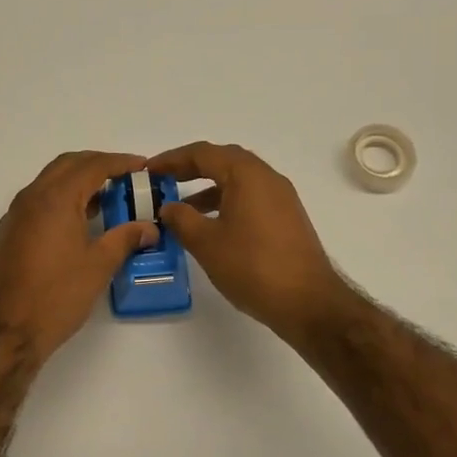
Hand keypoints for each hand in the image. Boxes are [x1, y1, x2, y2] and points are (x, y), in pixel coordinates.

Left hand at [0, 150, 160, 361]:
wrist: (4, 332)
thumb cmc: (56, 296)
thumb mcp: (98, 266)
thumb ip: (125, 239)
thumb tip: (148, 228)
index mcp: (55, 199)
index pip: (92, 165)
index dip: (120, 162)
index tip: (142, 166)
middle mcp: (30, 198)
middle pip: (66, 165)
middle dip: (97, 165)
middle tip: (124, 178)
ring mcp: (13, 216)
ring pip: (48, 184)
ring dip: (76, 183)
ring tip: (105, 201)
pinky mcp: (5, 235)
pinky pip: (36, 204)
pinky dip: (59, 201)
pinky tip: (75, 226)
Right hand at [150, 142, 349, 341]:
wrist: (308, 302)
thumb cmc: (253, 267)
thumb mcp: (206, 243)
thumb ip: (181, 219)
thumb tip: (168, 207)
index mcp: (247, 175)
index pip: (203, 153)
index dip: (172, 159)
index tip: (148, 170)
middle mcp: (267, 177)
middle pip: (223, 160)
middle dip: (190, 168)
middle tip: (163, 181)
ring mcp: (281, 198)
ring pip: (238, 181)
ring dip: (208, 188)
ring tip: (181, 209)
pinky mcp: (286, 218)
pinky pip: (250, 198)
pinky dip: (226, 202)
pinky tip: (211, 227)